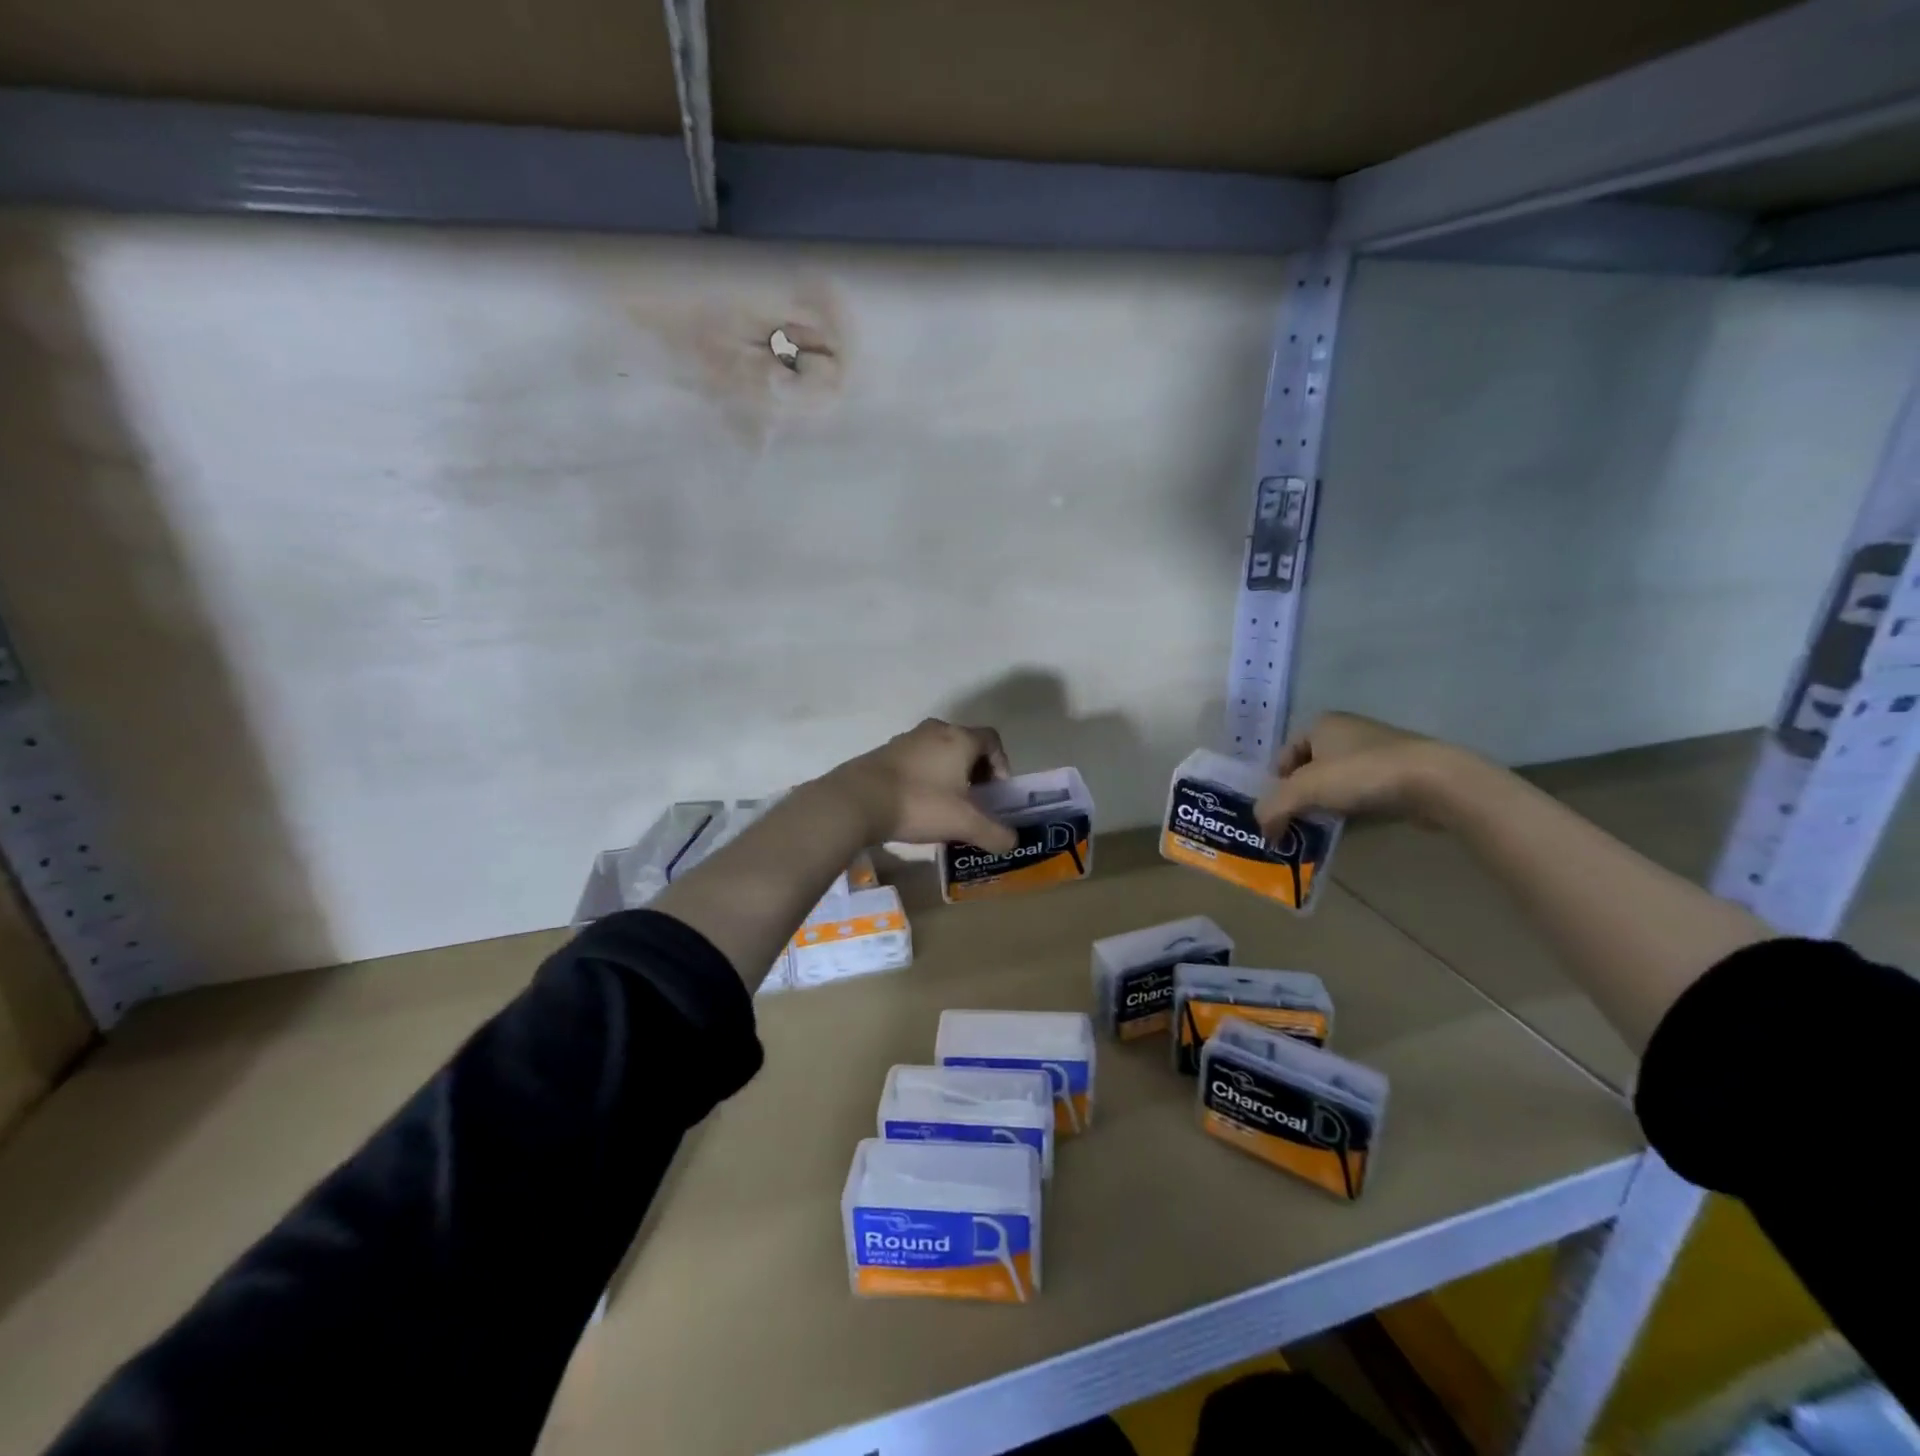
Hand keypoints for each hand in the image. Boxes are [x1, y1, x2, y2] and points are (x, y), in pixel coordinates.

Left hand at [821, 719, 1017, 850]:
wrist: (857, 800)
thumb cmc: (919, 804)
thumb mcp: (964, 823)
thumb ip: (994, 833)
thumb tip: (1012, 842)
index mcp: (959, 738)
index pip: (992, 740)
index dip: (1001, 764)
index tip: (996, 792)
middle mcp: (935, 730)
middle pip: (966, 744)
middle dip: (976, 771)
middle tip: (975, 800)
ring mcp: (907, 739)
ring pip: (940, 752)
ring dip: (949, 774)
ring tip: (947, 805)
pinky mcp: (885, 752)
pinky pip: (917, 760)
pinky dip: (926, 776)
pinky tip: (918, 804)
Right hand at [1255, 712, 1465, 835]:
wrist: (1434, 782)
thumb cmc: (1360, 774)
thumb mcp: (1303, 790)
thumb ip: (1273, 809)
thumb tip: (1264, 831)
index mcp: (1321, 723)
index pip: (1283, 754)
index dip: (1276, 783)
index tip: (1278, 809)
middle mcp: (1347, 730)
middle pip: (1310, 767)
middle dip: (1301, 794)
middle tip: (1297, 821)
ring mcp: (1377, 750)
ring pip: (1338, 780)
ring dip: (1328, 802)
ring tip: (1324, 827)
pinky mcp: (1401, 771)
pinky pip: (1365, 790)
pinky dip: (1355, 806)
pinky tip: (1355, 824)